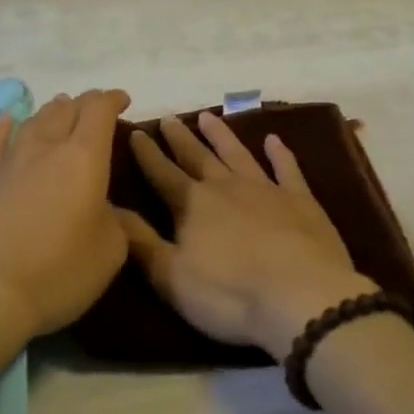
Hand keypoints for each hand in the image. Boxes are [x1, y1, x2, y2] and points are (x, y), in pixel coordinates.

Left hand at [0, 89, 133, 339]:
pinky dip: (5, 126)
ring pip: (33, 121)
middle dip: (84, 104)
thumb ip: (117, 224)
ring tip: (60, 108)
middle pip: (66, 109)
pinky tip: (7, 120)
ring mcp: (7, 161)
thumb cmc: (56, 271)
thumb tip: (110, 211)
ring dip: (51, 111)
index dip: (112, 100)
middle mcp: (45, 147)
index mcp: (84, 158)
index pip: (99, 111)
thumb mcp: (109, 253)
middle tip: (94, 109)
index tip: (122, 101)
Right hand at [121, 111, 377, 360]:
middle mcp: (226, 187)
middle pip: (198, 156)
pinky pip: (287, 169)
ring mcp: (266, 189)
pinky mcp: (301, 200)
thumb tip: (110, 208)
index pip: (162, 173)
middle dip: (180, 138)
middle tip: (169, 118)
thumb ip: (140, 241)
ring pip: (237, 154)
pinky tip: (274, 140)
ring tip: (207, 116)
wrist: (302, 297)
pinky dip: (280, 153)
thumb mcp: (171, 276)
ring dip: (221, 135)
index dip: (147, 154)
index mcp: (192, 205)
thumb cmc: (230, 294)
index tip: (135, 132)